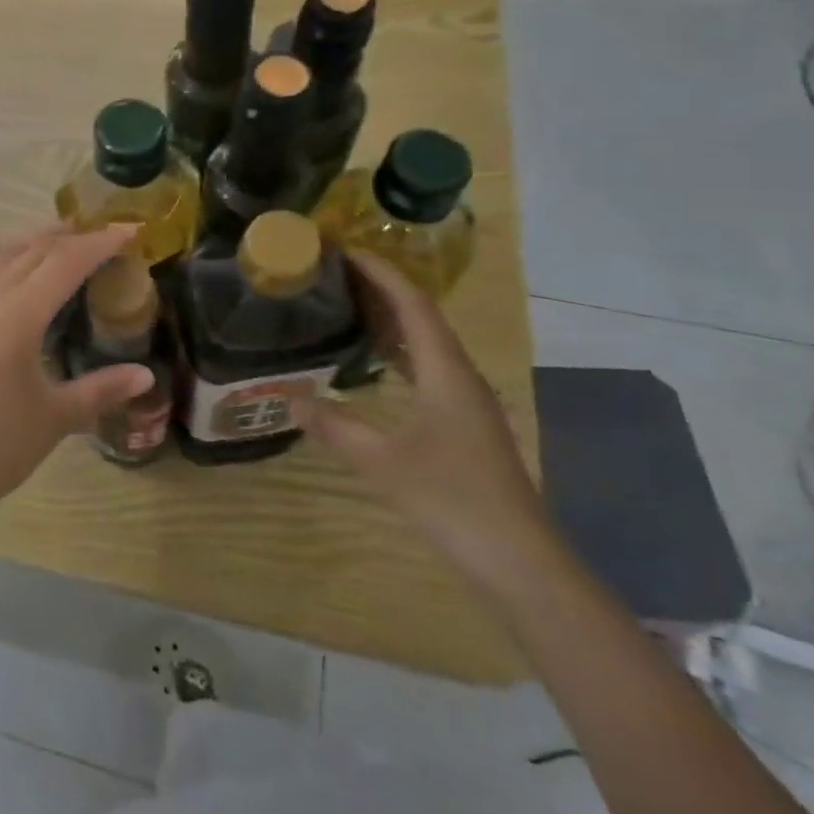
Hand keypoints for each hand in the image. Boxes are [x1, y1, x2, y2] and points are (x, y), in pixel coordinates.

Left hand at [0, 225, 155, 536]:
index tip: (131, 230)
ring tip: (66, 243)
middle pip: (33, 249)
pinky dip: (6, 254)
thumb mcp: (55, 419)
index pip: (65, 261)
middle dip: (72, 236)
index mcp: (17, 316)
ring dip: (36, 240)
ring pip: (1, 252)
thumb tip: (147, 375)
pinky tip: (16, 270)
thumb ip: (102, 389)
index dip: (100, 242)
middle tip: (107, 237)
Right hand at [297, 251, 550, 570]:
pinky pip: (427, 368)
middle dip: (381, 289)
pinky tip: (373, 363)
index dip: (381, 273)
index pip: (413, 304)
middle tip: (335, 274)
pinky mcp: (464, 424)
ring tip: (347, 306)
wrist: (521, 563)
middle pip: (421, 317)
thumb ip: (336, 428)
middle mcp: (460, 376)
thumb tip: (292, 399)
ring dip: (390, 320)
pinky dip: (397, 353)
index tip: (344, 250)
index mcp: (446, 372)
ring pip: (426, 344)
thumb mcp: (384, 464)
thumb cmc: (454, 501)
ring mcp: (466, 401)